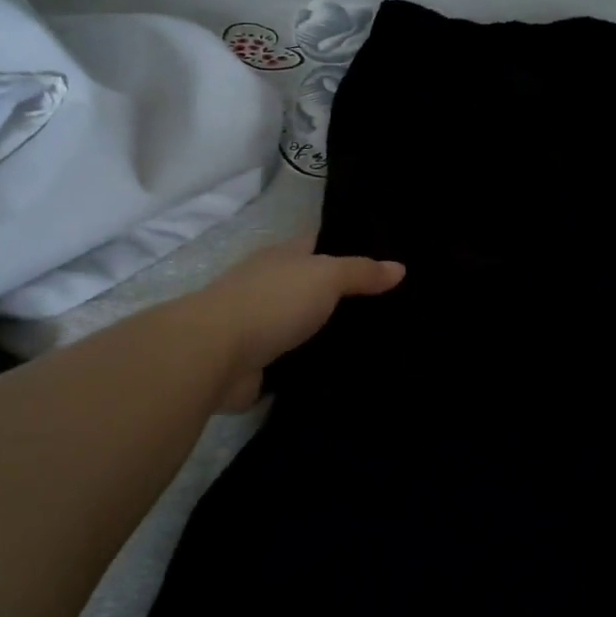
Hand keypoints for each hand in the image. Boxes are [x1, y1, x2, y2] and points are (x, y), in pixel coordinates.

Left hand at [184, 237, 404, 410]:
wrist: (215, 354)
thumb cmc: (272, 301)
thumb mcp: (325, 276)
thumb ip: (361, 272)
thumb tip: (400, 267)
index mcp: (283, 257)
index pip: (321, 244)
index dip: (351, 248)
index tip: (388, 261)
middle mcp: (271, 286)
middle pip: (315, 287)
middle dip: (346, 297)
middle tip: (395, 309)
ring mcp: (262, 325)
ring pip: (306, 326)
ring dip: (331, 334)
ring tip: (380, 344)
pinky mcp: (259, 363)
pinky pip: (296, 361)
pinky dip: (315, 365)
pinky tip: (347, 372)